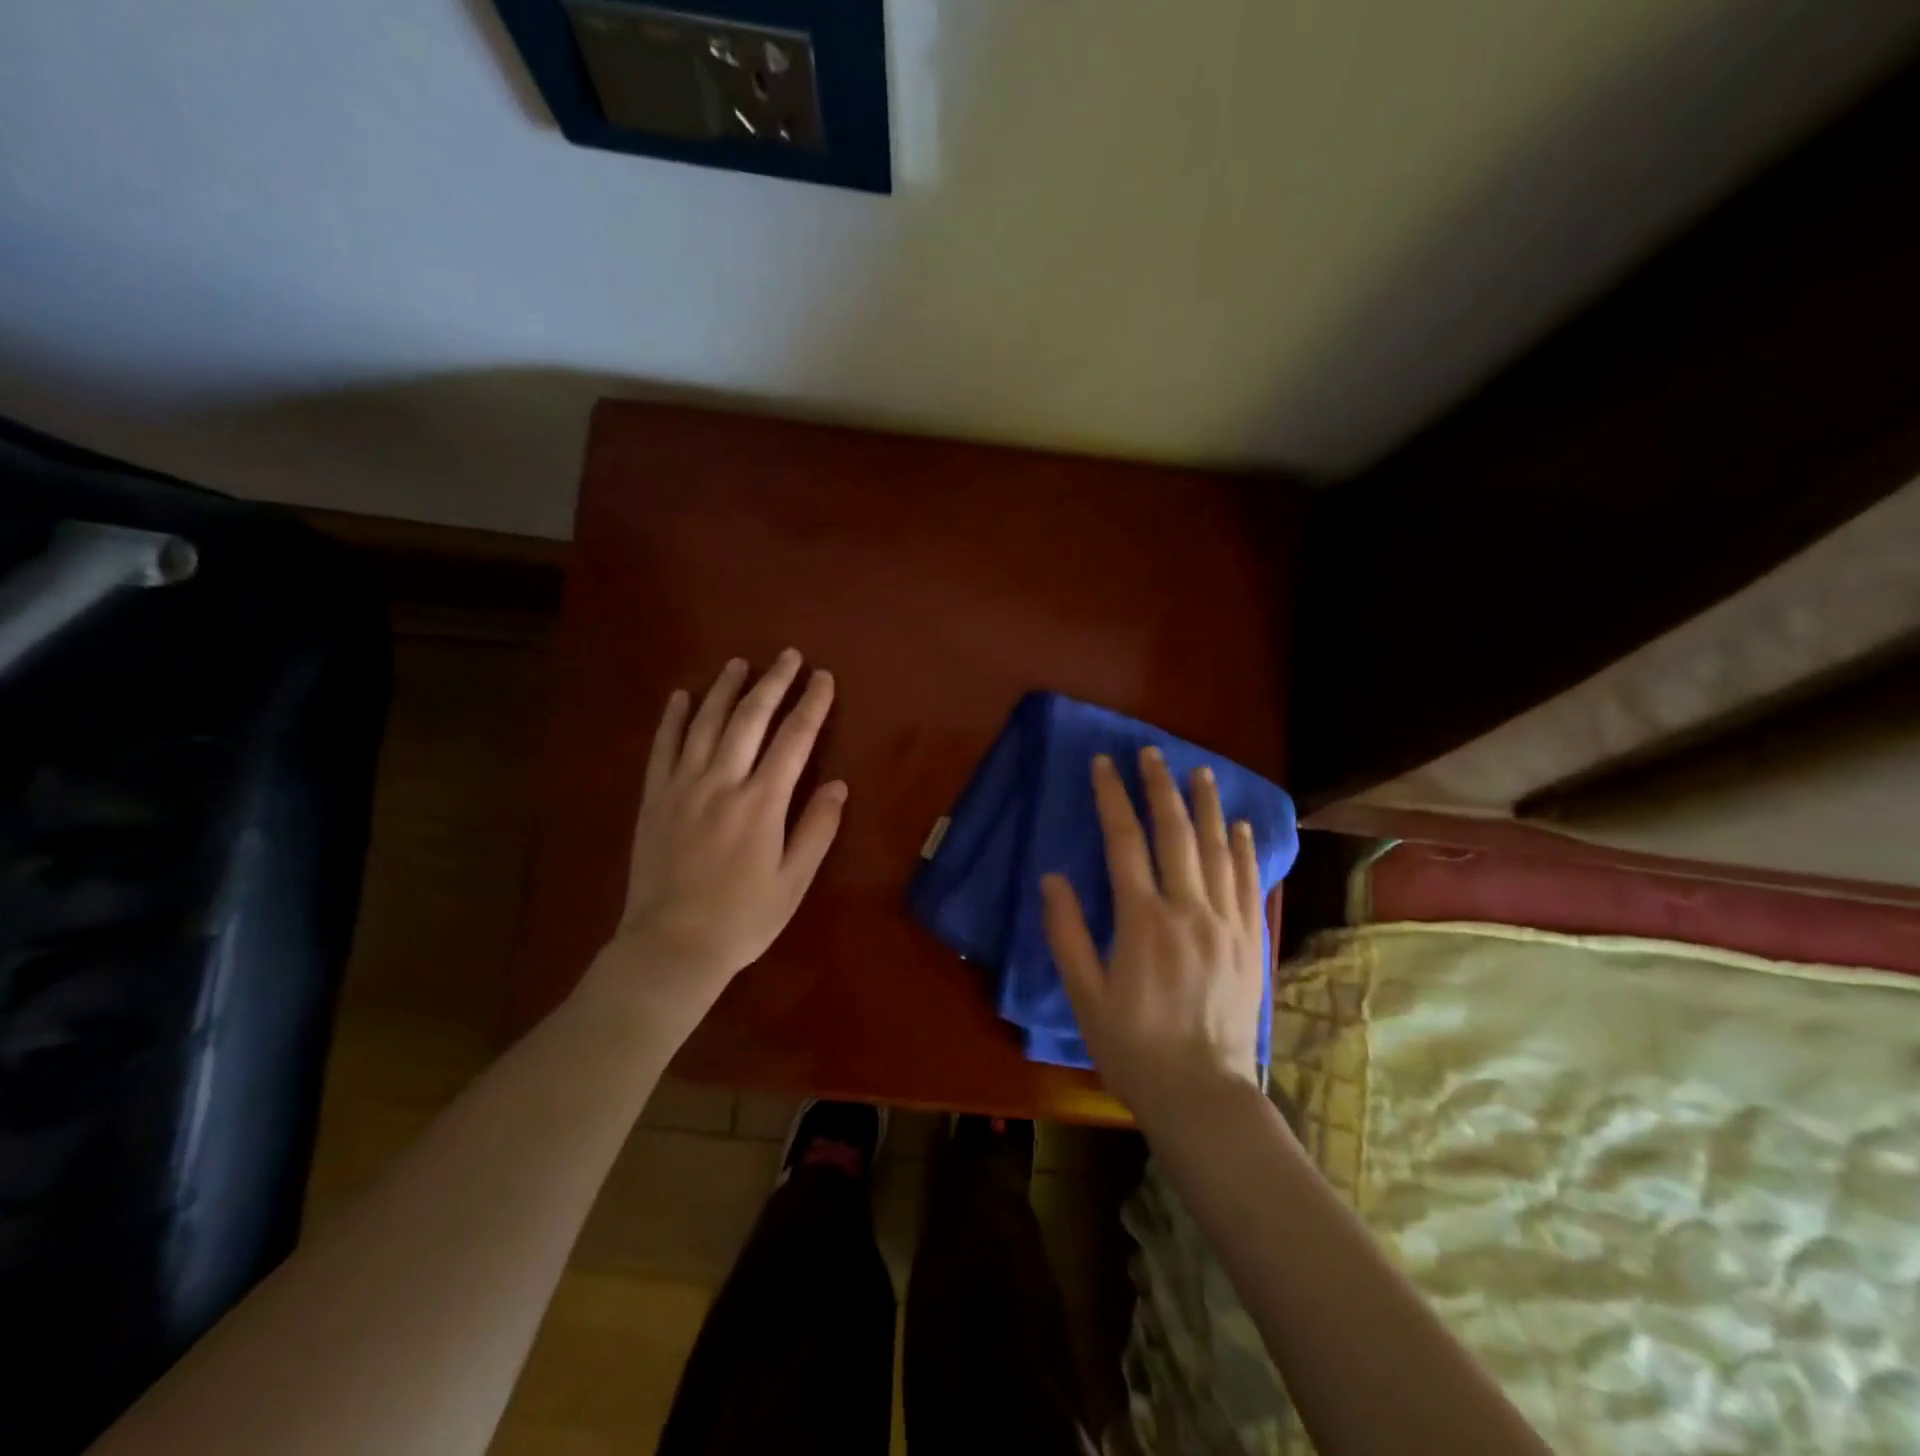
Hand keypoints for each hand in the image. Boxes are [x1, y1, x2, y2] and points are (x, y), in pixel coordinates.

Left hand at [587, 650, 845, 1040]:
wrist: (671, 947)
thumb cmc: (743, 919)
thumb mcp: (793, 882)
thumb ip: (816, 829)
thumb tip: (838, 784)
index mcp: (762, 803)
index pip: (794, 740)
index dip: (812, 705)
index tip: (823, 678)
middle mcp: (722, 782)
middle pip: (750, 719)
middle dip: (772, 683)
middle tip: (788, 656)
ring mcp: (683, 787)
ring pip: (705, 723)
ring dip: (724, 689)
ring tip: (739, 663)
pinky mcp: (654, 798)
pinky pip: (663, 748)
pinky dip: (673, 718)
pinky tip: (681, 696)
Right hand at [1041, 748, 1265, 1124]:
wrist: (1203, 1093)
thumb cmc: (1133, 1046)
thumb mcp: (1084, 995)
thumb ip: (1066, 933)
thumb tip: (1052, 878)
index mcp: (1142, 920)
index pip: (1124, 841)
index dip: (1112, 797)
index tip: (1103, 765)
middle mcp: (1187, 909)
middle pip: (1174, 832)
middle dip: (1160, 787)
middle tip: (1151, 753)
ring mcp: (1225, 922)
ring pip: (1217, 848)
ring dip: (1206, 806)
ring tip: (1199, 772)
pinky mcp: (1249, 939)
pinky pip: (1248, 880)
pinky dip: (1244, 848)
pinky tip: (1239, 825)